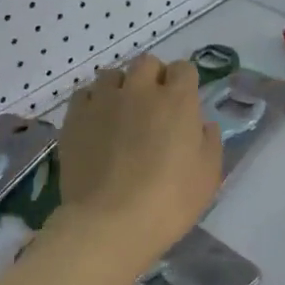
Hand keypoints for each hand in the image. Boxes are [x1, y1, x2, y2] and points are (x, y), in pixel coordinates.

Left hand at [55, 55, 221, 264]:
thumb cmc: (169, 201)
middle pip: (146, 63)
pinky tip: (96, 125)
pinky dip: (93, 103)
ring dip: (120, 88)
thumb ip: (210, 142)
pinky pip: (84, 94)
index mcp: (177, 100)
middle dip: (152, 77)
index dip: (184, 83)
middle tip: (152, 107)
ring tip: (120, 114)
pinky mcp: (75, 117)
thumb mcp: (208, 176)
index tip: (183, 104)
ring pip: (112, 75)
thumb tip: (202, 125)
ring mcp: (104, 101)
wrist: (110, 222)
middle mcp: (140, 90)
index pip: (184, 68)